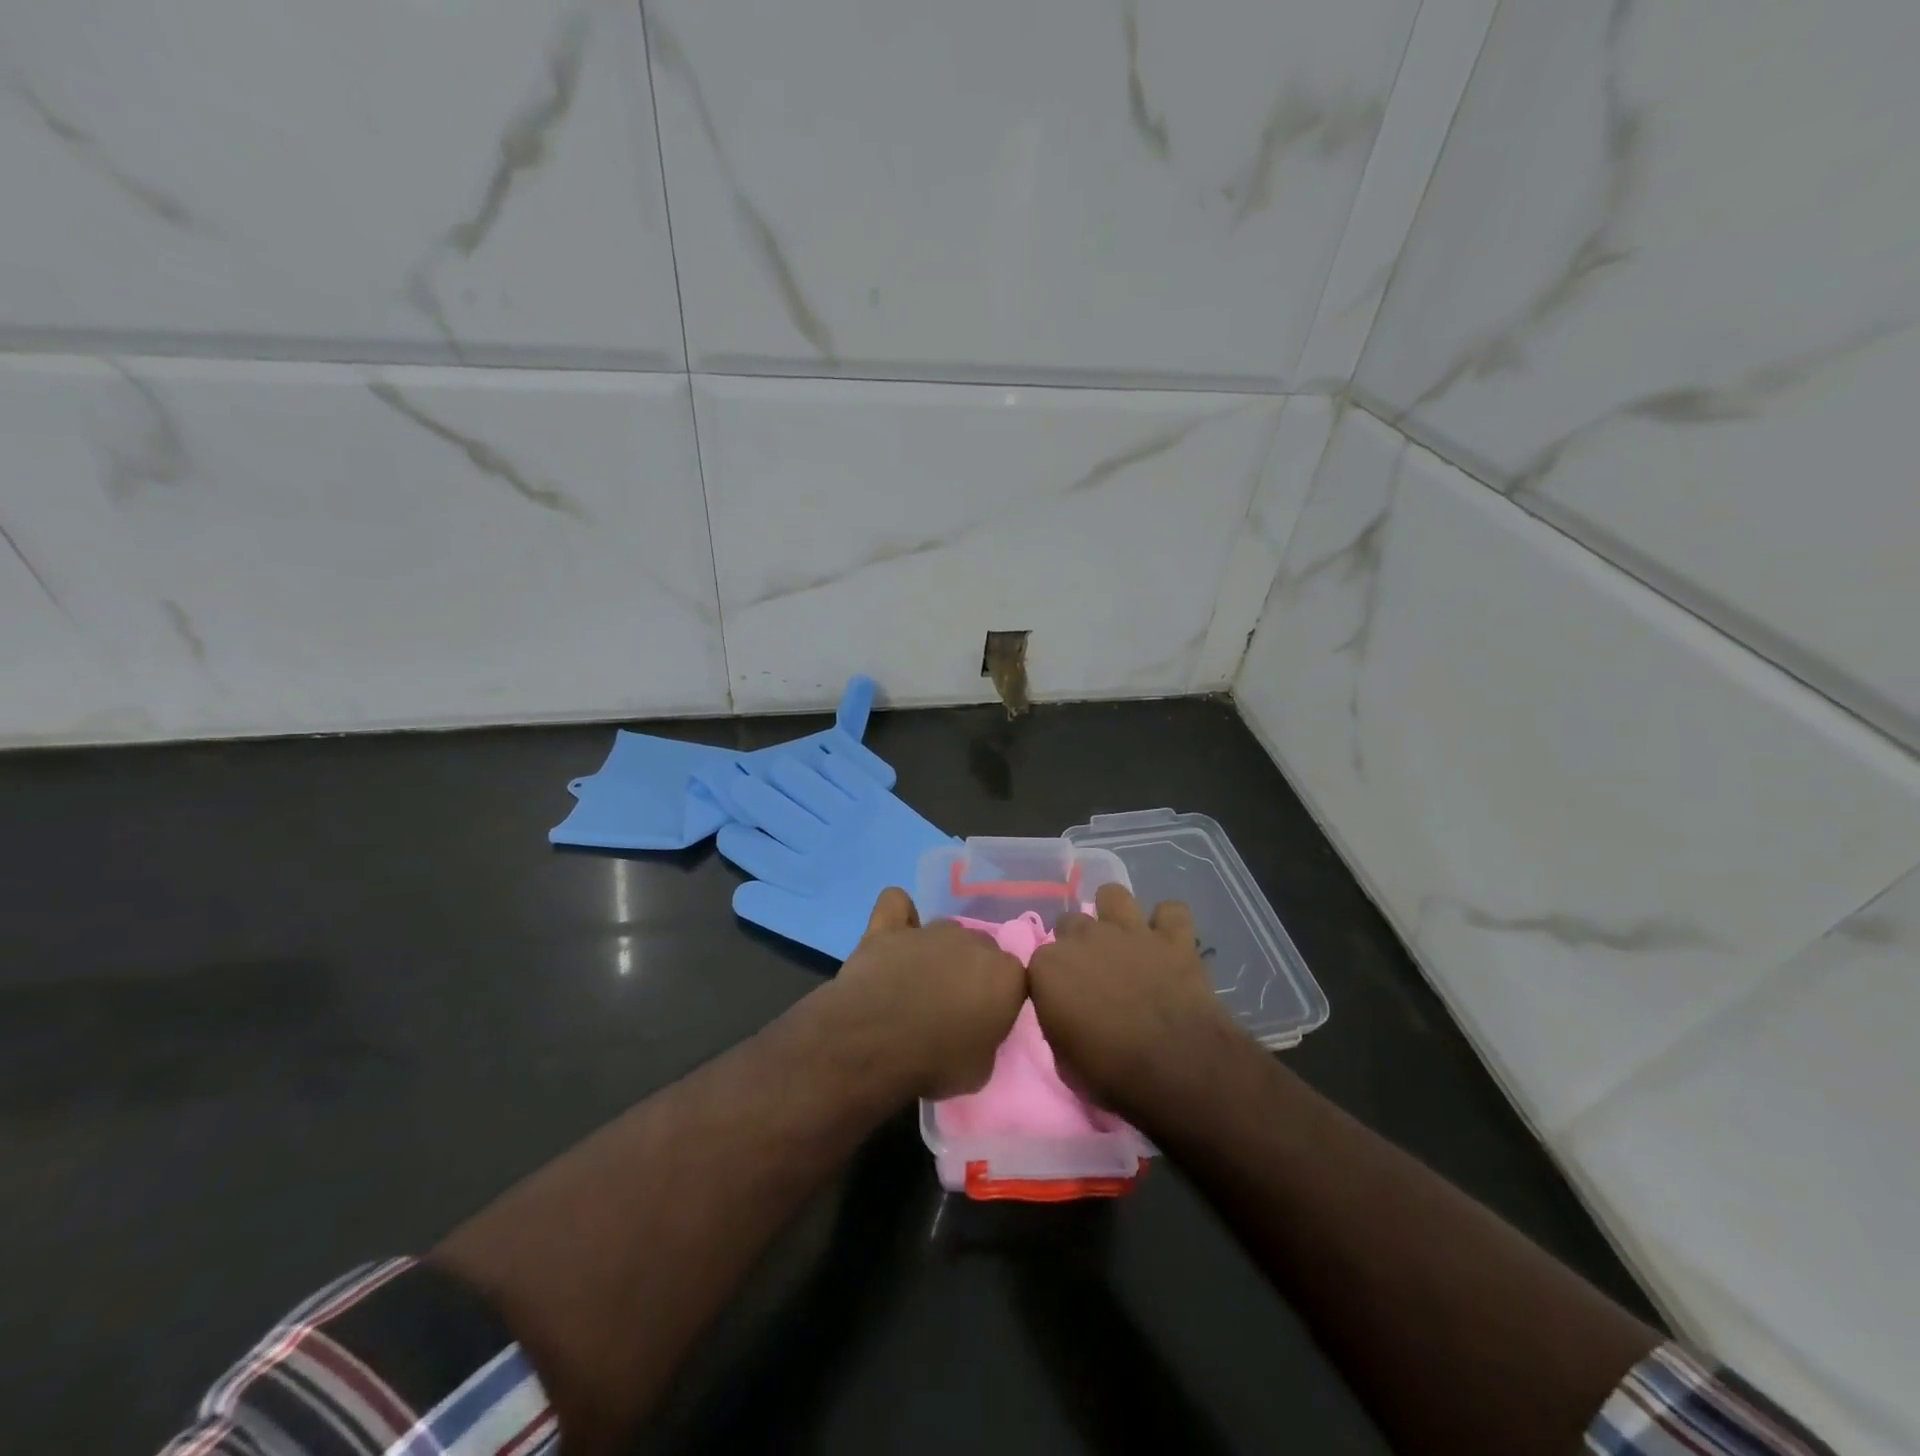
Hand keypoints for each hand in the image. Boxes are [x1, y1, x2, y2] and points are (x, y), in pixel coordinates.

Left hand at [823, 887, 1027, 1099]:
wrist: (872, 1045)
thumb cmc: (934, 1064)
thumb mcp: (981, 1069)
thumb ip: (989, 1038)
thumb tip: (978, 1030)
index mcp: (1005, 973)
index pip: (1014, 977)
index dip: (999, 998)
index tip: (984, 1020)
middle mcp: (973, 941)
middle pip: (980, 948)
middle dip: (971, 970)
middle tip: (951, 1003)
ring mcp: (930, 930)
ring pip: (944, 930)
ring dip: (937, 951)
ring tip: (916, 982)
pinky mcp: (888, 927)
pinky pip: (897, 904)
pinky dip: (898, 916)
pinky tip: (894, 936)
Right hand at [1027, 884, 1239, 1116]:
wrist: (1177, 1070)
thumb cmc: (1110, 1073)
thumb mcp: (1062, 1059)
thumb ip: (1057, 1021)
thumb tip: (1066, 1013)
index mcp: (1048, 966)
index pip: (1039, 961)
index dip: (1052, 981)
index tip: (1063, 1001)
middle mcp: (1084, 937)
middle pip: (1071, 923)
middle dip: (1078, 944)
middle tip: (1094, 973)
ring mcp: (1129, 931)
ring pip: (1113, 895)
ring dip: (1116, 914)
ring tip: (1124, 939)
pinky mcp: (1173, 938)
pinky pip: (1171, 911)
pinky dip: (1170, 924)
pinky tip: (1169, 941)